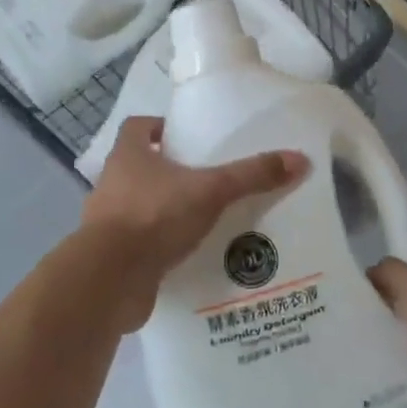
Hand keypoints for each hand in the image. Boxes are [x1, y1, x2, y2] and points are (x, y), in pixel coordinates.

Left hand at [78, 116, 308, 329]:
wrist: (110, 280)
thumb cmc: (154, 217)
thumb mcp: (210, 191)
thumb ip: (251, 176)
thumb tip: (299, 159)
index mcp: (127, 156)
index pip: (137, 127)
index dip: (158, 127)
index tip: (185, 136)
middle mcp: (112, 183)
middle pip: (138, 167)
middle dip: (168, 171)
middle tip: (205, 178)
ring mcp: (107, 222)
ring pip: (138, 206)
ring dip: (164, 210)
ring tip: (203, 218)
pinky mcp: (112, 257)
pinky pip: (139, 243)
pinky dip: (159, 245)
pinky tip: (187, 254)